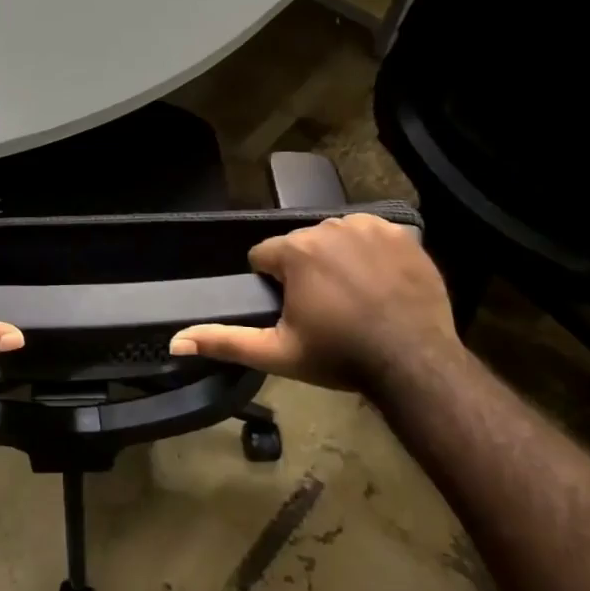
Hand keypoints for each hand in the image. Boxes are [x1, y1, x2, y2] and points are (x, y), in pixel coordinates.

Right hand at [170, 213, 457, 392]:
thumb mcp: (277, 353)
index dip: (273, 285)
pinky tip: (379, 283)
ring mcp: (369, 227)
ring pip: (334, 237)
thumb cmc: (340, 356)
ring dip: (335, 260)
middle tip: (325, 310)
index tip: (295, 312)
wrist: (414, 364)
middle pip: (300, 245)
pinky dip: (370, 253)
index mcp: (295, 250)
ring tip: (353, 298)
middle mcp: (329, 227)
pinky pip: (371, 235)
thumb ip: (225, 341)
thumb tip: (175, 341)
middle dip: (304, 271)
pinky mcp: (401, 234)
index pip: (264, 256)